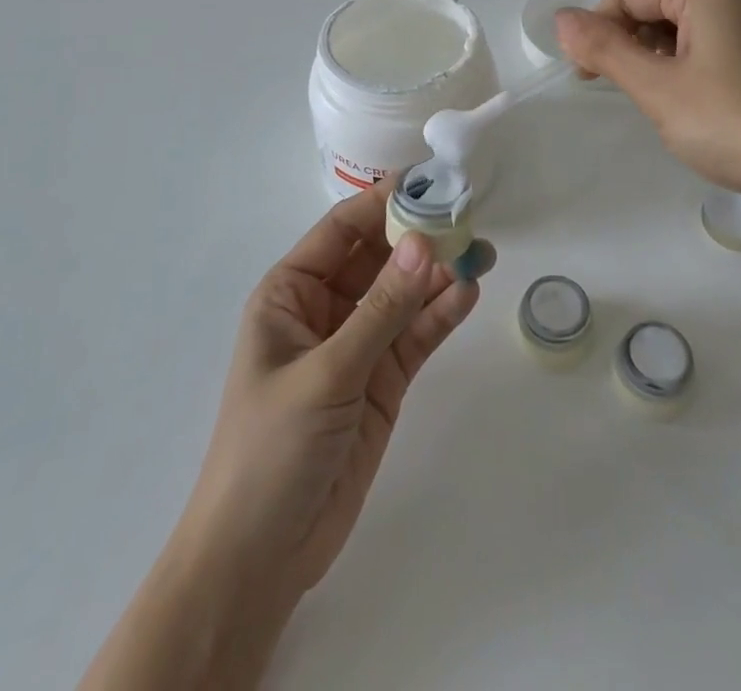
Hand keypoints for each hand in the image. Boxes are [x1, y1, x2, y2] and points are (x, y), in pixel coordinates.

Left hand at [182, 179, 486, 600]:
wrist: (260, 559)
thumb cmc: (271, 448)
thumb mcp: (326, 372)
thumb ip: (380, 309)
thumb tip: (424, 244)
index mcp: (291, 292)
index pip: (342, 229)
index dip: (382, 202)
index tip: (428, 181)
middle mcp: (325, 309)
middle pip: (379, 257)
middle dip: (419, 237)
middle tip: (466, 217)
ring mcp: (357, 345)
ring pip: (403, 295)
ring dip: (438, 275)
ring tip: (480, 252)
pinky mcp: (383, 381)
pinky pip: (415, 335)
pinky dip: (440, 316)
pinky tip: (468, 294)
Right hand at [555, 0, 740, 216]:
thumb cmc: (733, 123)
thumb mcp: (657, 87)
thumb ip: (604, 50)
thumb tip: (561, 19)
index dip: (598, 33)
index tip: (587, 79)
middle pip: (652, 7)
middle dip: (628, 46)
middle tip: (626, 94)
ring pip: (678, 31)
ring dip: (654, 62)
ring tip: (661, 105)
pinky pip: (706, 48)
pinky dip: (684, 71)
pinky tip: (689, 108)